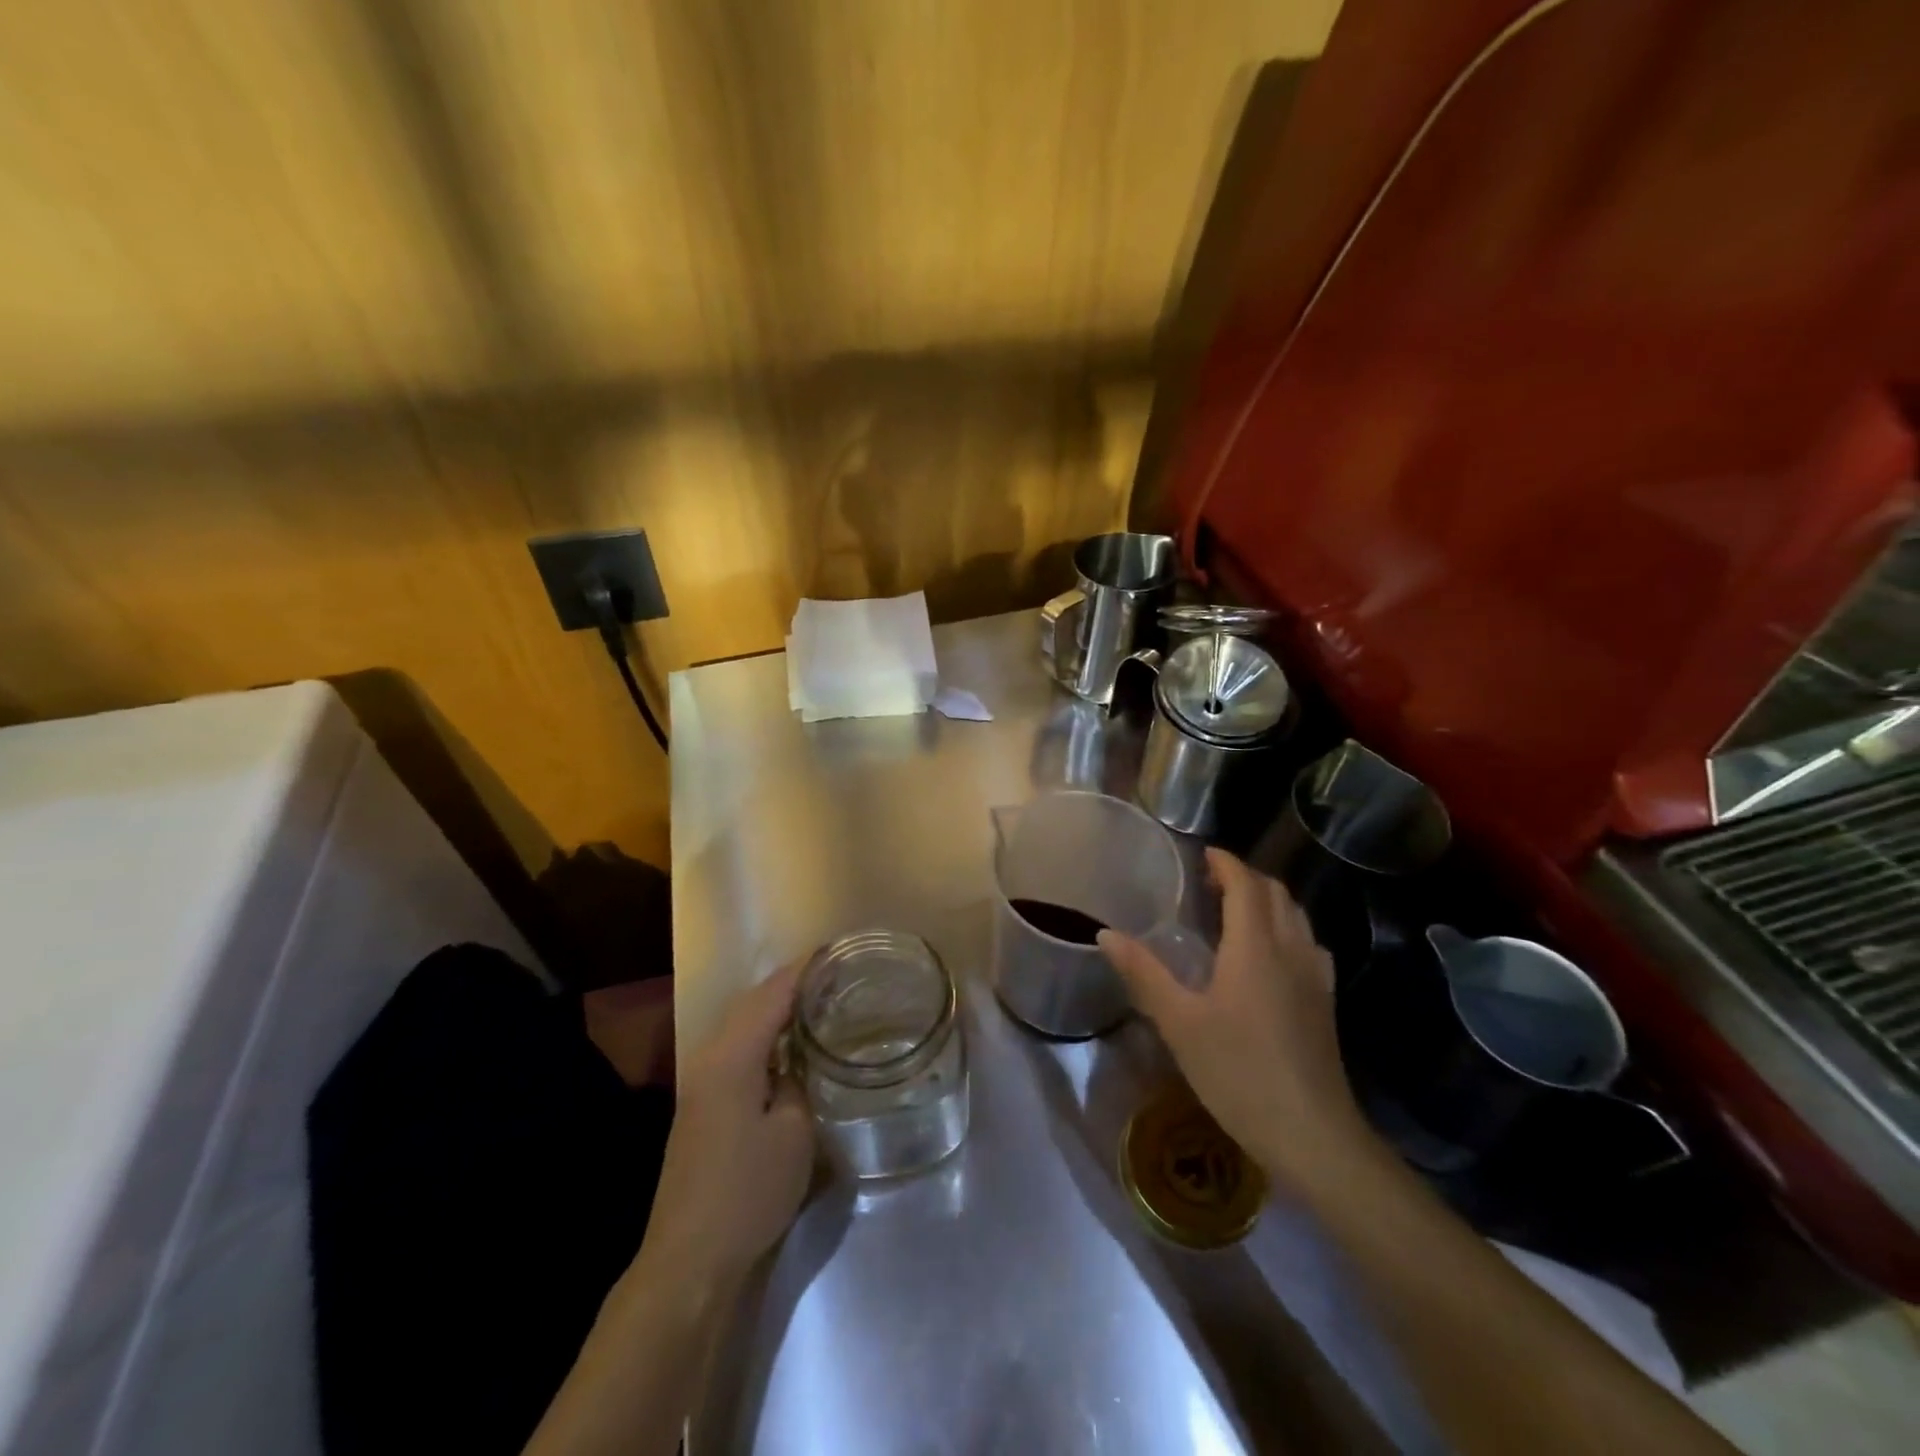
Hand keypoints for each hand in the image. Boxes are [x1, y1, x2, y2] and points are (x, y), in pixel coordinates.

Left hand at [640, 962, 815, 1284]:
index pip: (772, 994)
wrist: (691, 1259)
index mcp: (733, 1055)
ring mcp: (700, 1083)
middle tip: (835, 977)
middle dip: (792, 984)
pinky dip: (764, 1037)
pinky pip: (737, 1050)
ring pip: (742, 1026)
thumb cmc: (748, 1191)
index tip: (837, 952)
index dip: (804, 970)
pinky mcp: (701, 1106)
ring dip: (776, 1010)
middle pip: (753, 1002)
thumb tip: (799, 1062)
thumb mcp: (794, 1133)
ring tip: (818, 1003)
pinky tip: (789, 1048)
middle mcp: (710, 1058)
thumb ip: (799, 1083)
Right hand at [1098, 848, 1373, 1194]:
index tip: (1201, 854)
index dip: (1225, 862)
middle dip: (1245, 877)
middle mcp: (1291, 950)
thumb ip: (1143, 973)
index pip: (1245, 883)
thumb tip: (1106, 933)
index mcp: (1255, 946)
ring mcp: (1315, 976)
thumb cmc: (1239, 1072)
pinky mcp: (1325, 1002)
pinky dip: (1286, 928)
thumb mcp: (1179, 1023)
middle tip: (1209, 881)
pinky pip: (1308, 943)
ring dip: (1267, 900)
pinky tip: (1269, 954)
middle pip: (1275, 893)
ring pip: (1296, 916)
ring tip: (1234, 910)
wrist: (1312, 1135)